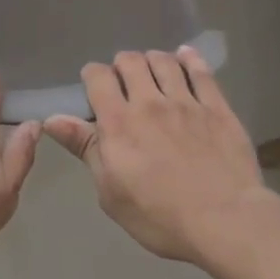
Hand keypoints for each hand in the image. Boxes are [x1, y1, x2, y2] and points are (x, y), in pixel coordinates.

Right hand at [45, 47, 278, 265]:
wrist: (227, 223)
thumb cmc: (160, 216)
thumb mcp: (111, 191)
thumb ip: (85, 148)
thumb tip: (52, 119)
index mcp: (118, 122)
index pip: (97, 76)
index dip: (93, 76)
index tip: (94, 88)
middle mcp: (149, 102)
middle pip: (130, 60)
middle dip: (122, 65)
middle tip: (125, 83)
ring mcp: (186, 102)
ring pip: (164, 61)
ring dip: (153, 60)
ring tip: (153, 72)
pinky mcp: (217, 108)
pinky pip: (201, 72)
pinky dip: (190, 59)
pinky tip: (185, 55)